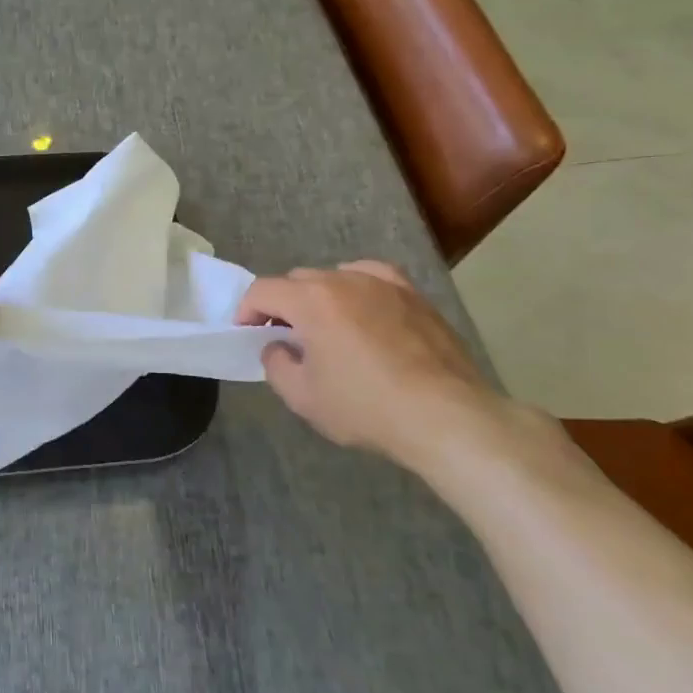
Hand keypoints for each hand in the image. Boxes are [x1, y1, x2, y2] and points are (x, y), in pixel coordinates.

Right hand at [237, 261, 535, 469]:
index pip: (262, 290)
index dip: (246, 310)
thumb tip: (278, 347)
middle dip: (282, 305)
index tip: (246, 333)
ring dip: (319, 297)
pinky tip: (362, 307)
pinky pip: (373, 277)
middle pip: (297, 281)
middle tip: (284, 337)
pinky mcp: (414, 295)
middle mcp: (343, 279)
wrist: (446, 416)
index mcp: (310, 300)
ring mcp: (383, 283)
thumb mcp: (303, 397)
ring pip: (335, 277)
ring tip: (326, 327)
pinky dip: (357, 287)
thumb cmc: (366, 407)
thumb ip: (276, 364)